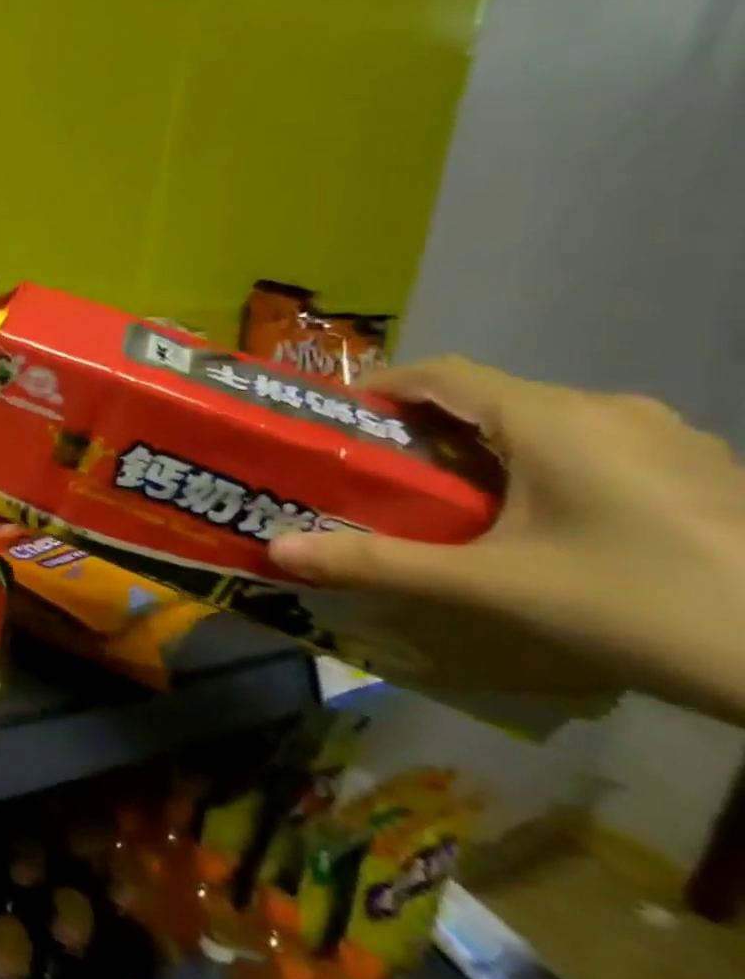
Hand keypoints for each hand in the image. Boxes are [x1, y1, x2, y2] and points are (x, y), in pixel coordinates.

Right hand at [269, 356, 744, 717]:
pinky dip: (542, 468)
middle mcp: (608, 409)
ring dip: (485, 451)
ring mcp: (668, 439)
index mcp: (551, 417)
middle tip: (381, 475)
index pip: (440, 372)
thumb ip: (380, 564)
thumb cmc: (646, 606)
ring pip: (543, 424)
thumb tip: (277, 549)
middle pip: (489, 398)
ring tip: (452, 505)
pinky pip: (594, 449)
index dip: (379, 387)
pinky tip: (545, 526)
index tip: (335, 422)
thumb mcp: (495, 588)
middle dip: (424, 429)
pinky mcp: (704, 474)